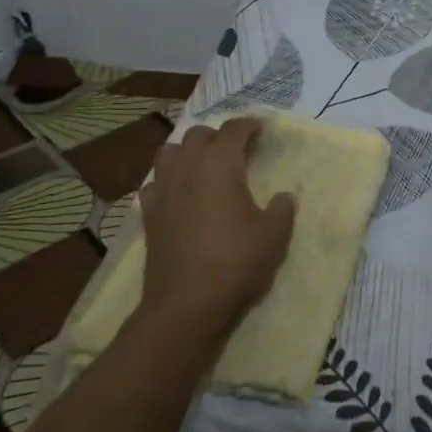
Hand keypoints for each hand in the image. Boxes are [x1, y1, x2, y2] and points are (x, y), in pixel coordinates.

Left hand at [139, 117, 296, 341]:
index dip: (249, 126)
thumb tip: (283, 197)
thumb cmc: (236, 261)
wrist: (187, 305)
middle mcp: (188, 168)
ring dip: (187, 153)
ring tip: (203, 167)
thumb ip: (282, 209)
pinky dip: (168, 182)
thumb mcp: (275, 235)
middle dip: (217, 136)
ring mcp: (163, 191)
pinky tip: (179, 196)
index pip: (234, 129)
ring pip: (169, 153)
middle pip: (198, 135)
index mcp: (220, 164)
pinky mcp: (148, 216)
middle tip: (236, 151)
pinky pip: (155, 184)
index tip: (261, 131)